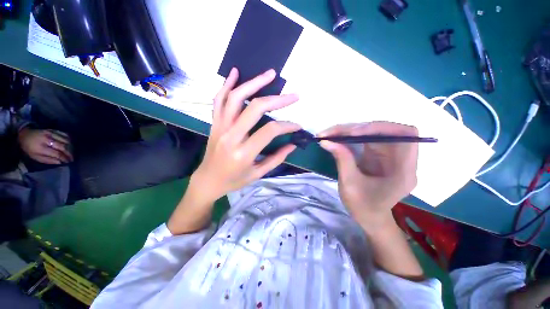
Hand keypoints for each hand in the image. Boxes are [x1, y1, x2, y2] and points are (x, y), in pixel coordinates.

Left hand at [18, 128, 72, 164]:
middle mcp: (47, 140)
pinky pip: (64, 134)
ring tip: (71, 151)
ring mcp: (50, 133)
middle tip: (72, 158)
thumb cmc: (29, 148)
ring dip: (70, 146)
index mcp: (42, 148)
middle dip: (69, 153)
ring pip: (65, 140)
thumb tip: (60, 162)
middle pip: (63, 146)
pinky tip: (69, 143)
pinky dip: (68, 139)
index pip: (57, 154)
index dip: (64, 158)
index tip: (69, 162)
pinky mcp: (52, 130)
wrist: (25, 135)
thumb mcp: (35, 157)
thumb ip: (47, 160)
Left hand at [190, 68, 300, 202]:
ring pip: (236, 97)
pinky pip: (219, 100)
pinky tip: (235, 72)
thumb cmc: (234, 180)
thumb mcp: (258, 174)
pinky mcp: (214, 123)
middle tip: (293, 95)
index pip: (270, 131)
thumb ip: (276, 158)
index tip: (297, 126)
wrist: (207, 180)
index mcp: (243, 152)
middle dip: (277, 100)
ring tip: (270, 74)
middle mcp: (231, 136)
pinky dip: (226, 84)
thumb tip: (293, 144)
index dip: (287, 126)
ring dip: (254, 83)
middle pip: (255, 108)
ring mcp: (220, 126)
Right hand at [319, 122, 417, 225]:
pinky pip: (367, 139)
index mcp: (404, 171)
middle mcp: (402, 159)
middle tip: (334, 132)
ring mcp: (390, 156)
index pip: (405, 135)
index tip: (354, 132)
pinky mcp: (380, 156)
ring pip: (374, 133)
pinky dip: (352, 137)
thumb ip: (341, 159)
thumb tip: (326, 140)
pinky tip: (338, 138)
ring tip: (332, 134)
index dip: (380, 128)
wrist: (369, 218)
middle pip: (386, 131)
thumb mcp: (349, 184)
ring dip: (352, 131)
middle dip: (359, 128)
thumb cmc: (363, 207)